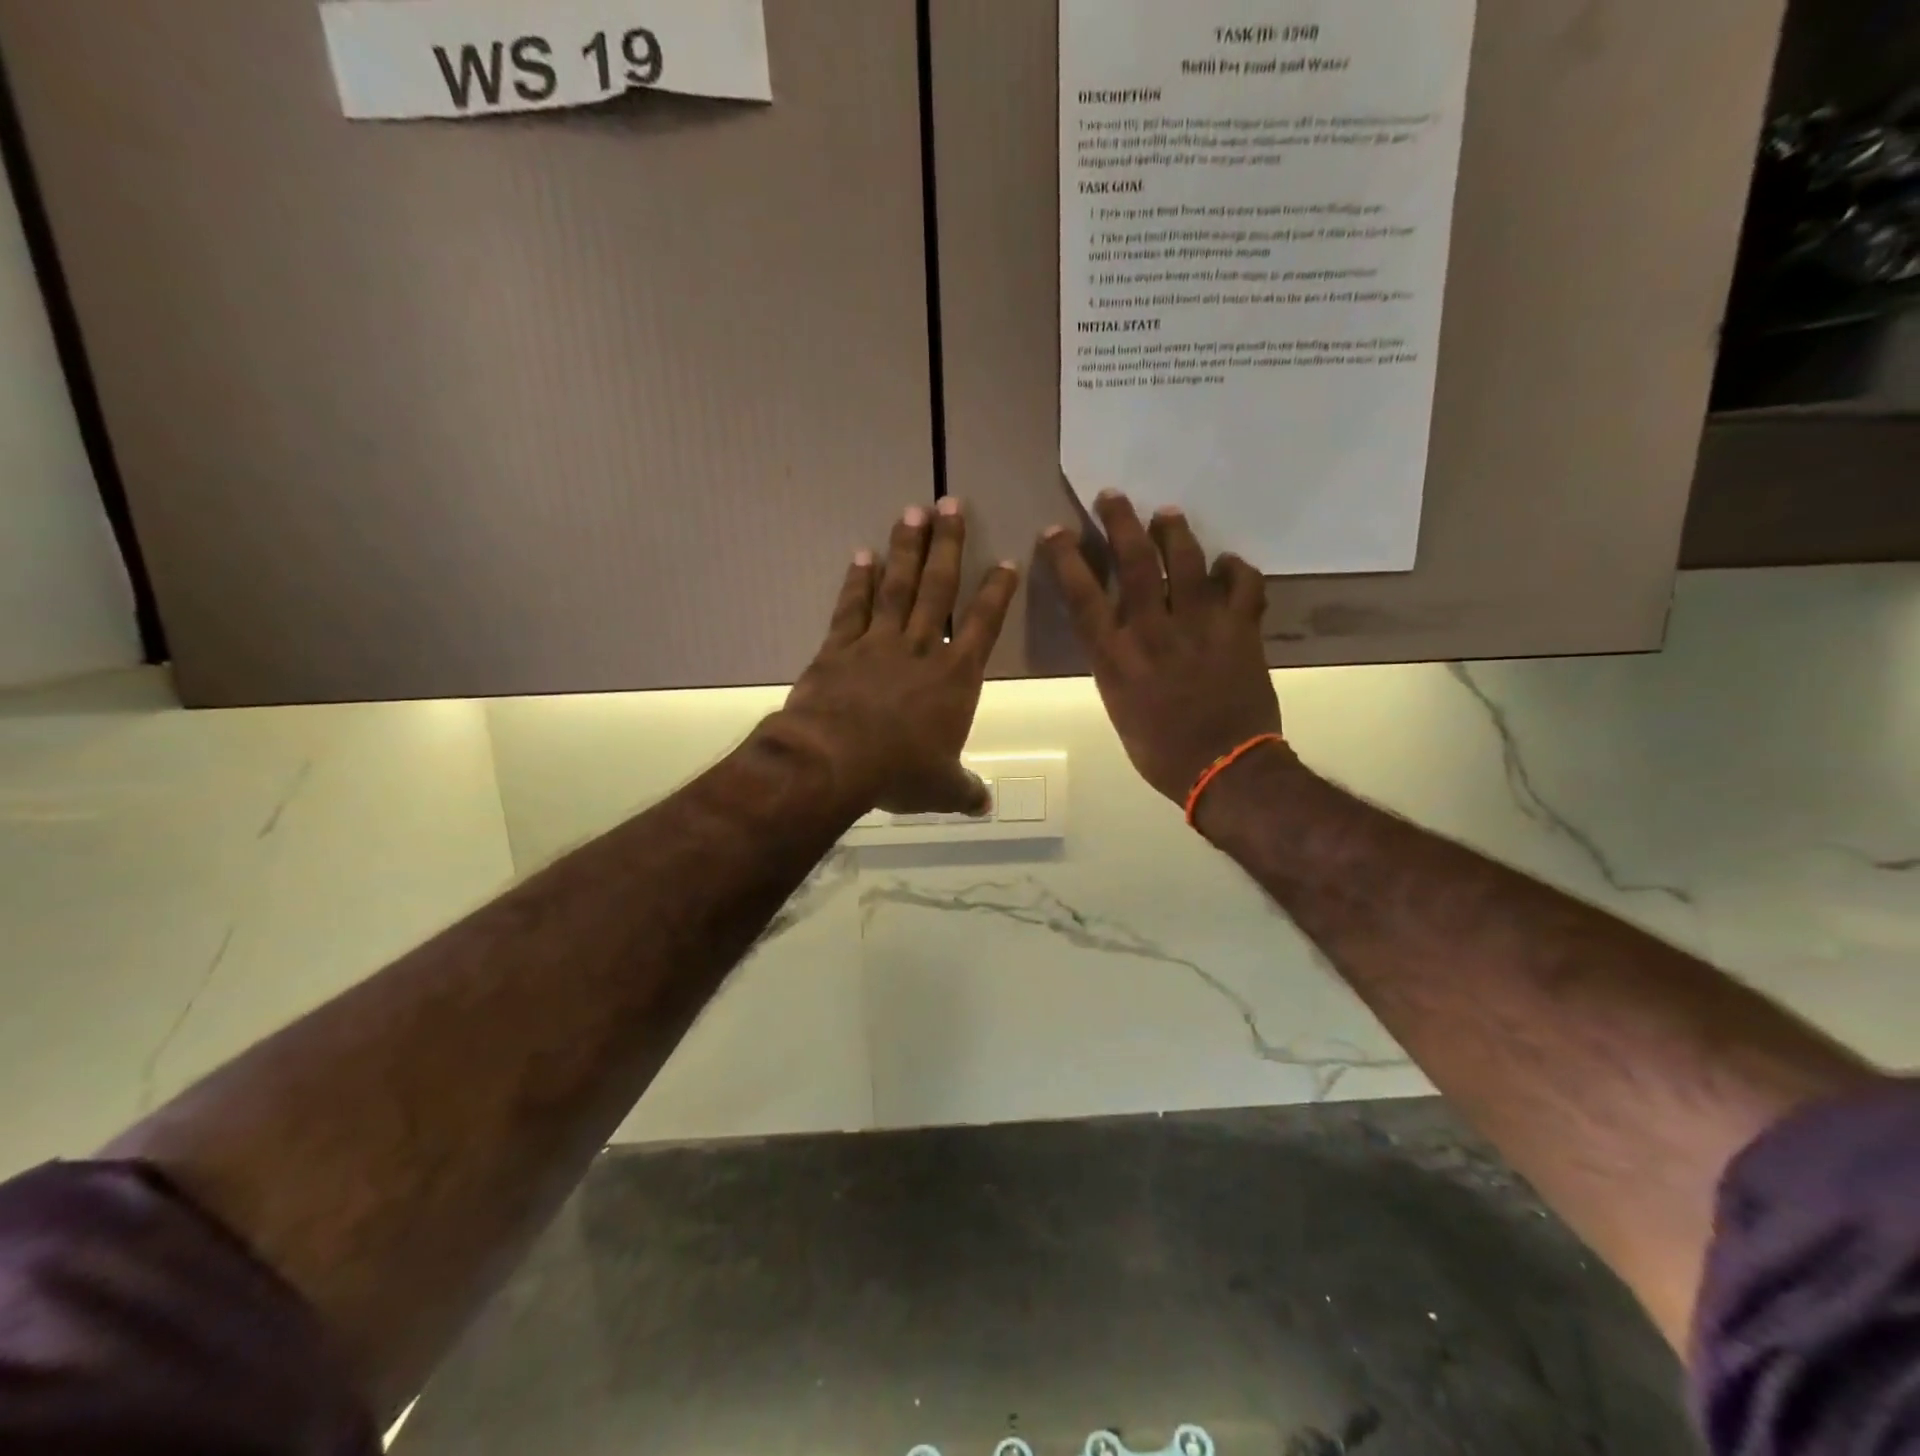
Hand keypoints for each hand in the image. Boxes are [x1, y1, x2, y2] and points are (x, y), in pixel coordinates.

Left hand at [777, 499, 1019, 814]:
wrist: (834, 760)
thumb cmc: (899, 772)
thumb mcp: (941, 789)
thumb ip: (965, 790)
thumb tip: (985, 805)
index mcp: (956, 678)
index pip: (984, 625)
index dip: (996, 593)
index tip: (1005, 561)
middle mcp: (922, 649)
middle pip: (940, 588)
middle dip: (948, 545)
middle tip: (951, 504)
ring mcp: (878, 643)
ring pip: (898, 586)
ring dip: (906, 549)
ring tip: (913, 512)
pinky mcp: (839, 647)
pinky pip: (852, 607)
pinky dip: (858, 581)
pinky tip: (862, 556)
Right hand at [1040, 491, 1284, 805]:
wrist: (1225, 769)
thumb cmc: (1161, 751)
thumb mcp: (1119, 708)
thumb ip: (1116, 665)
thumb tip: (1121, 635)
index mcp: (1116, 657)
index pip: (1083, 595)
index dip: (1066, 558)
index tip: (1055, 532)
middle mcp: (1154, 631)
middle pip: (1134, 562)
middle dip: (1119, 522)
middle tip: (1113, 496)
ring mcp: (1201, 625)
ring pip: (1187, 561)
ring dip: (1174, 531)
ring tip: (1166, 515)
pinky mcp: (1240, 628)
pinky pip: (1244, 584)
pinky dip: (1236, 569)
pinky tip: (1227, 565)